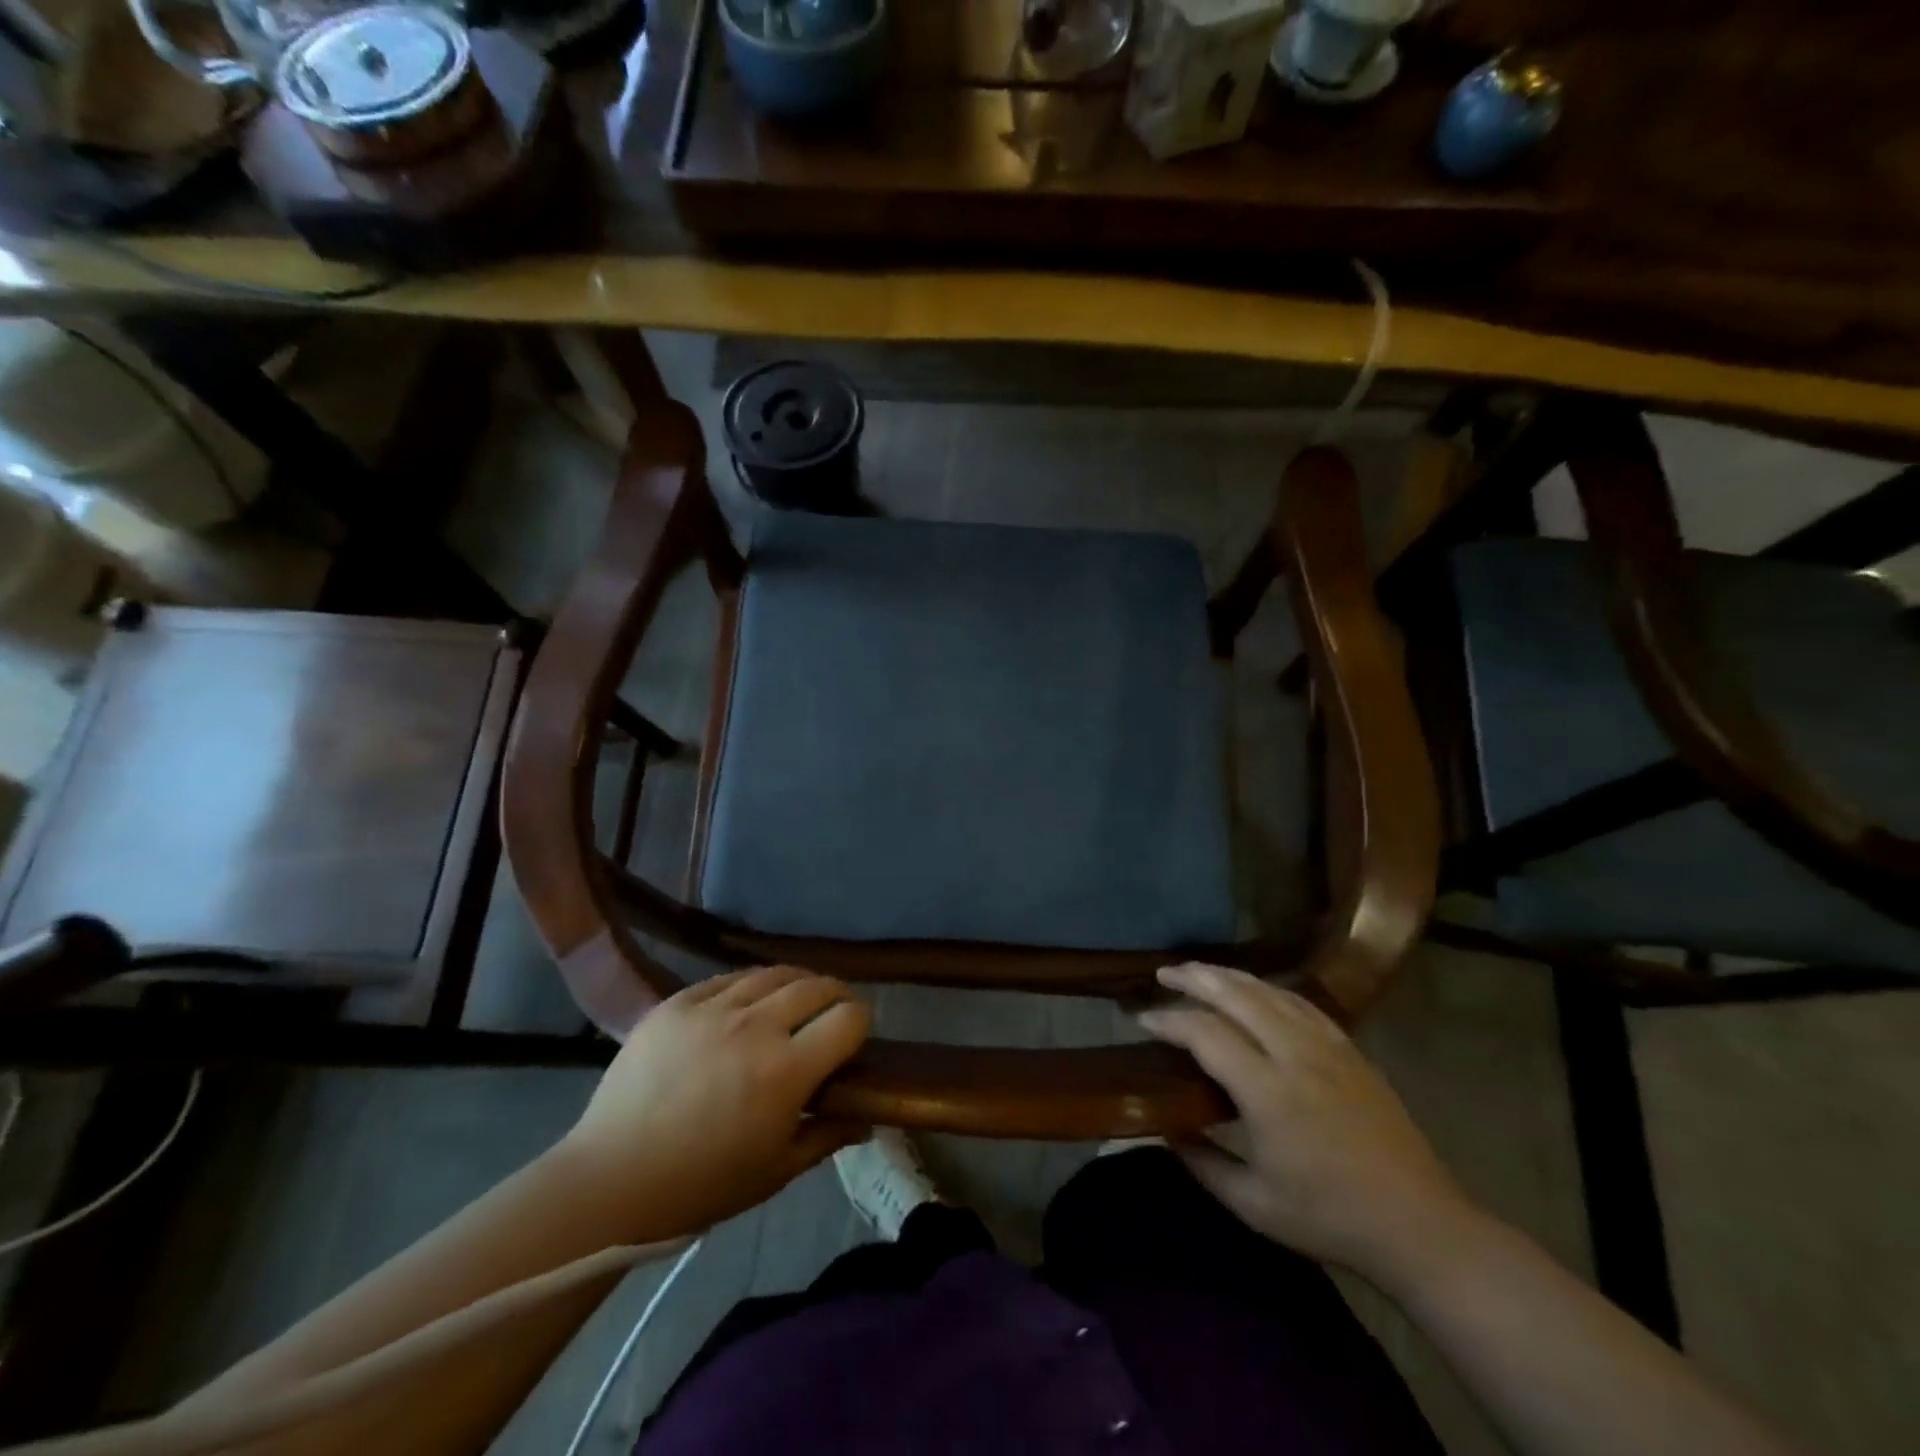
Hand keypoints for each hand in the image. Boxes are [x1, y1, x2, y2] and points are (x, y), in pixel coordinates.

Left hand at [561, 965, 870, 1237]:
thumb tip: (867, 1117)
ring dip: (795, 984)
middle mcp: (756, 1026)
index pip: (848, 1018)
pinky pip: (727, 979)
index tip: (855, 1036)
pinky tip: (745, 1004)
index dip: (861, 1022)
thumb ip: (827, 1136)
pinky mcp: (677, 1002)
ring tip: (793, 1002)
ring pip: (773, 974)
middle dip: (835, 996)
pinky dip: (748, 987)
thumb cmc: (701, 1185)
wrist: (611, 1180)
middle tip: (832, 1014)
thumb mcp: (776, 1170)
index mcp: (786, 1070)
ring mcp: (712, 1008)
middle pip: (816, 986)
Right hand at [1139, 962, 1476, 1277]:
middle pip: (1237, 995)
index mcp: (1268, 1092)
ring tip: (1200, 972)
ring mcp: (1328, 1047)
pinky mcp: (1350, 1050)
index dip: (1169, 1020)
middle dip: (1195, 977)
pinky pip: (1301, 1002)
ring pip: (1269, 991)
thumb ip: (1202, 1162)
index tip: (1142, 1020)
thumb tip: (1164, 1128)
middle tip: (1164, 973)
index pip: (1205, 1034)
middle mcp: (1295, 1055)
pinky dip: (1268, 989)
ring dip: (1229, 976)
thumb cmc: (1330, 1218)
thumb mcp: (1253, 1204)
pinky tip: (1255, 990)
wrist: (1419, 1226)